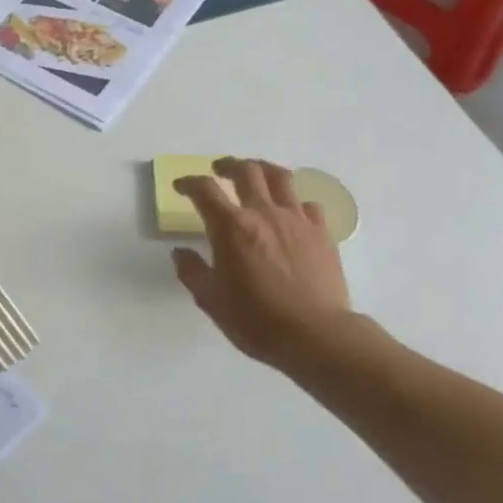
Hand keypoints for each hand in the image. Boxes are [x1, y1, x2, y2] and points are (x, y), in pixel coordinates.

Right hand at [171, 157, 356, 373]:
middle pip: (246, 170)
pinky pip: (308, 205)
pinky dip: (295, 202)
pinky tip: (291, 213)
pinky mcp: (321, 233)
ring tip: (256, 175)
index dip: (189, 183)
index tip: (181, 186)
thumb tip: (180, 253)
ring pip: (280, 177)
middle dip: (228, 165)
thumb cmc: (257, 320)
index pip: (204, 189)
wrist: (317, 337)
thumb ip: (192, 272)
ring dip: (263, 170)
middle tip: (219, 170)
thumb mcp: (212, 301)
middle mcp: (263, 213)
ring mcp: (296, 220)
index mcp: (231, 226)